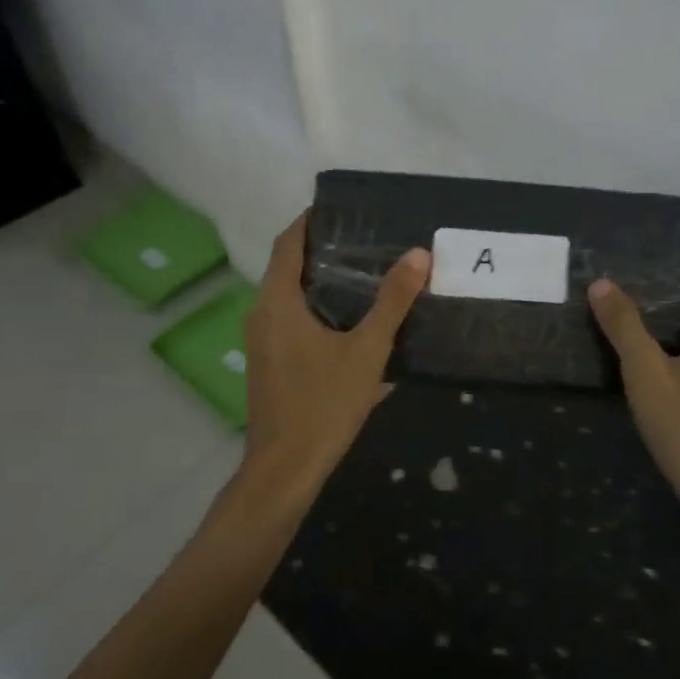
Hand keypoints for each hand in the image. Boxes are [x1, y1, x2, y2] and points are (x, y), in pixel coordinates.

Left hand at [242, 213, 429, 491]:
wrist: (285, 468)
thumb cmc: (324, 404)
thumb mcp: (367, 351)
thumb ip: (392, 302)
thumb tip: (418, 254)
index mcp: (277, 302)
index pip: (288, 243)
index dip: (311, 221)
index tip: (344, 210)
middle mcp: (261, 313)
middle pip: (287, 266)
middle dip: (322, 249)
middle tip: (366, 239)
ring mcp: (261, 339)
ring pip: (288, 294)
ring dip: (319, 279)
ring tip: (365, 271)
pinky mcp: (268, 361)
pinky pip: (289, 317)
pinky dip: (315, 304)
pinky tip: (349, 318)